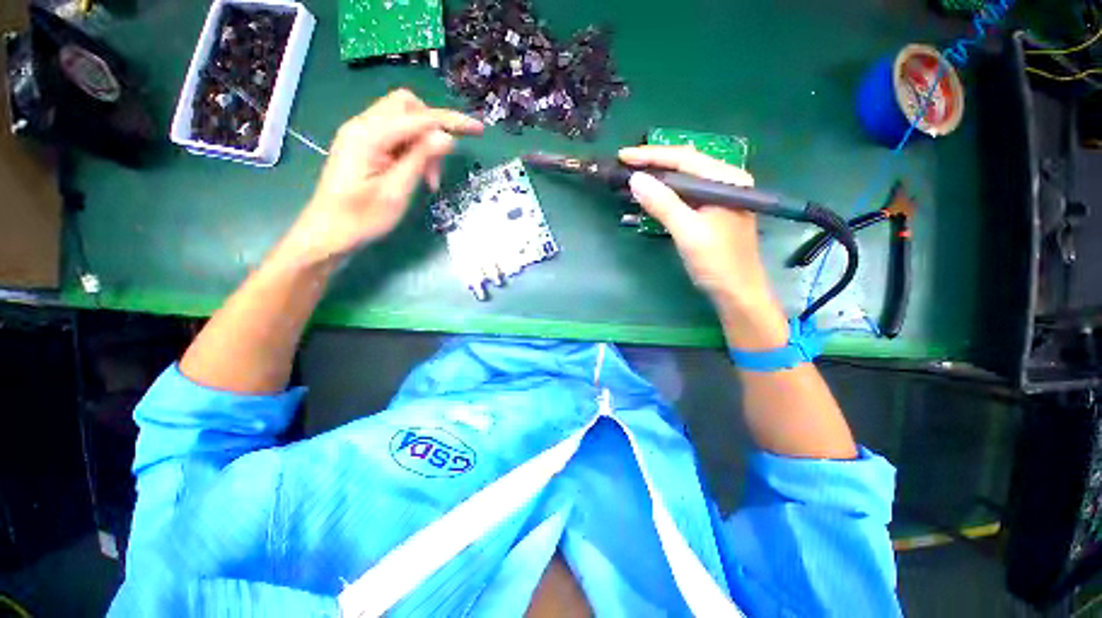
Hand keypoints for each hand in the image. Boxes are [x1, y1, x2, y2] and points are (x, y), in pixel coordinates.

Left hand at [280, 89, 482, 266]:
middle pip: (407, 107)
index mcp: (368, 135)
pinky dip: (413, 150)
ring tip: (428, 179)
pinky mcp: (365, 146)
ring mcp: (362, 135)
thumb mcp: (396, 192)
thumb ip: (420, 160)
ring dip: (424, 144)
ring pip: (403, 121)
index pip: (418, 117)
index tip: (478, 130)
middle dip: (432, 130)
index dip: (450, 121)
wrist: (329, 233)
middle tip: (439, 168)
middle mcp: (363, 126)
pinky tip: (416, 174)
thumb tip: (446, 137)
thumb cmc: (362, 219)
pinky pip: (396, 136)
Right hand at [619, 145, 786, 347]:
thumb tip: (636, 179)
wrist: (737, 292)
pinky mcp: (711, 212)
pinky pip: (684, 196)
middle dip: (654, 164)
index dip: (652, 156)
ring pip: (683, 180)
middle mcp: (725, 182)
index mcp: (727, 180)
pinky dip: (665, 194)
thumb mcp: (688, 232)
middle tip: (625, 165)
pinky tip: (651, 195)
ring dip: (658, 179)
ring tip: (633, 176)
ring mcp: (719, 197)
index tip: (624, 156)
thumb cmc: (717, 262)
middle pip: (685, 165)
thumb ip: (663, 204)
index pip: (685, 158)